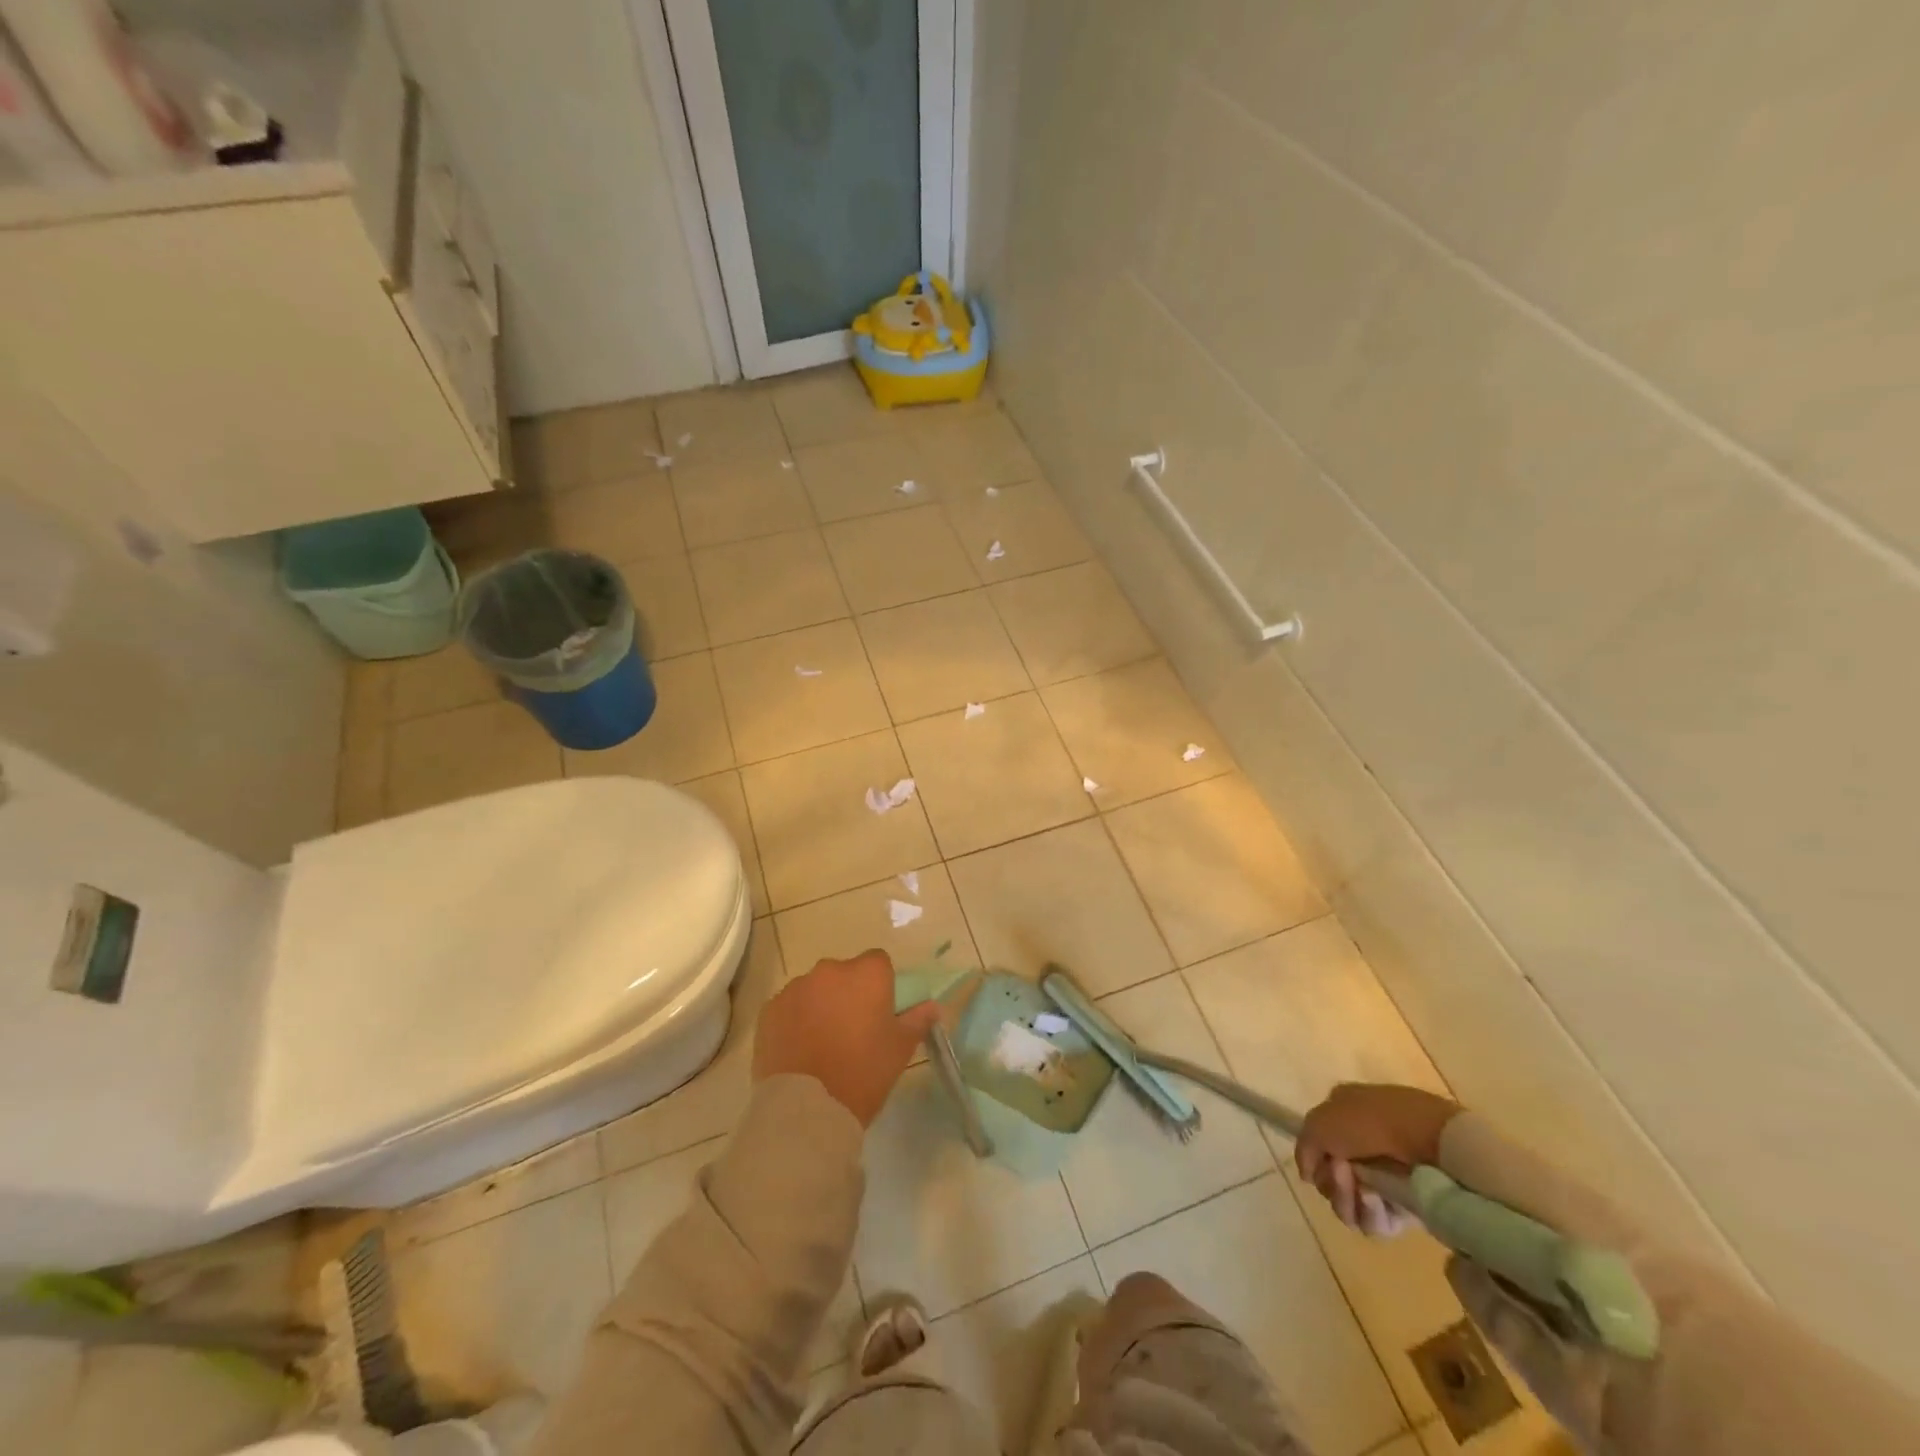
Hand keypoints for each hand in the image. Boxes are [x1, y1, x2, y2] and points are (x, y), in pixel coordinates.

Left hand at [752, 950, 942, 1125]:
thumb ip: (917, 1020)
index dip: (881, 985)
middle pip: (844, 974)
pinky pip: (789, 1007)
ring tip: (821, 1044)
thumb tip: (934, 1006)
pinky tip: (798, 1050)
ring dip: (820, 1005)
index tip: (879, 1013)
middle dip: (848, 994)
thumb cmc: (863, 1073)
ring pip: (814, 989)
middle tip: (851, 1031)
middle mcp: (830, 970)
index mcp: (866, 974)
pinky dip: (795, 1020)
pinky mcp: (769, 1009)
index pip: (879, 963)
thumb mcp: (899, 1049)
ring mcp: (796, 988)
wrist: (806, 1107)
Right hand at [1295, 1083, 1459, 1234]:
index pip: (1319, 1146)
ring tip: (1366, 1191)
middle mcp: (1363, 1144)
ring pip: (1352, 1202)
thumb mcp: (1320, 1123)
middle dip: (1333, 1183)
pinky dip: (1372, 1214)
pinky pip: (1377, 1220)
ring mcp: (1387, 1175)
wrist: (1429, 1140)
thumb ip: (1304, 1148)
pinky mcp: (1408, 1204)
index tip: (1321, 1163)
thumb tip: (1309, 1175)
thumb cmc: (1369, 1122)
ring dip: (1350, 1200)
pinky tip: (1380, 1202)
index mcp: (1343, 1114)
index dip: (1316, 1159)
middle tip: (1344, 1175)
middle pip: (1333, 1179)